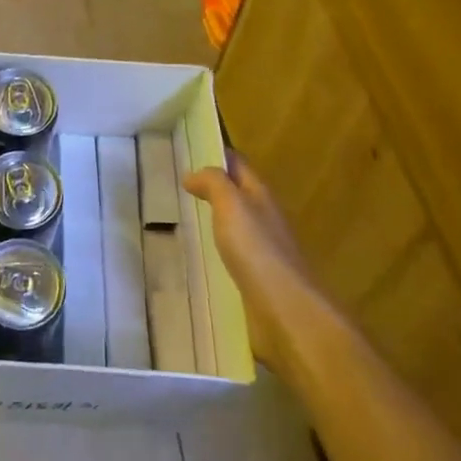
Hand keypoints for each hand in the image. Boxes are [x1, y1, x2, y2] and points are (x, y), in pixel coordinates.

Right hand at [184, 156, 319, 378]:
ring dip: (212, 220)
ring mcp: (261, 251)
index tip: (186, 148)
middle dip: (211, 187)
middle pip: (237, 194)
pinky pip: (230, 256)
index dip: (216, 153)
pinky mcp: (255, 280)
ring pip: (233, 225)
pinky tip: (196, 257)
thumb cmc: (257, 250)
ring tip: (179, 218)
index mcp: (260, 195)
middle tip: (175, 184)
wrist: (286, 312)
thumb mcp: (232, 205)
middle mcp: (263, 218)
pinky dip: (214, 251)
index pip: (238, 164)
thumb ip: (214, 184)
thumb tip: (192, 174)